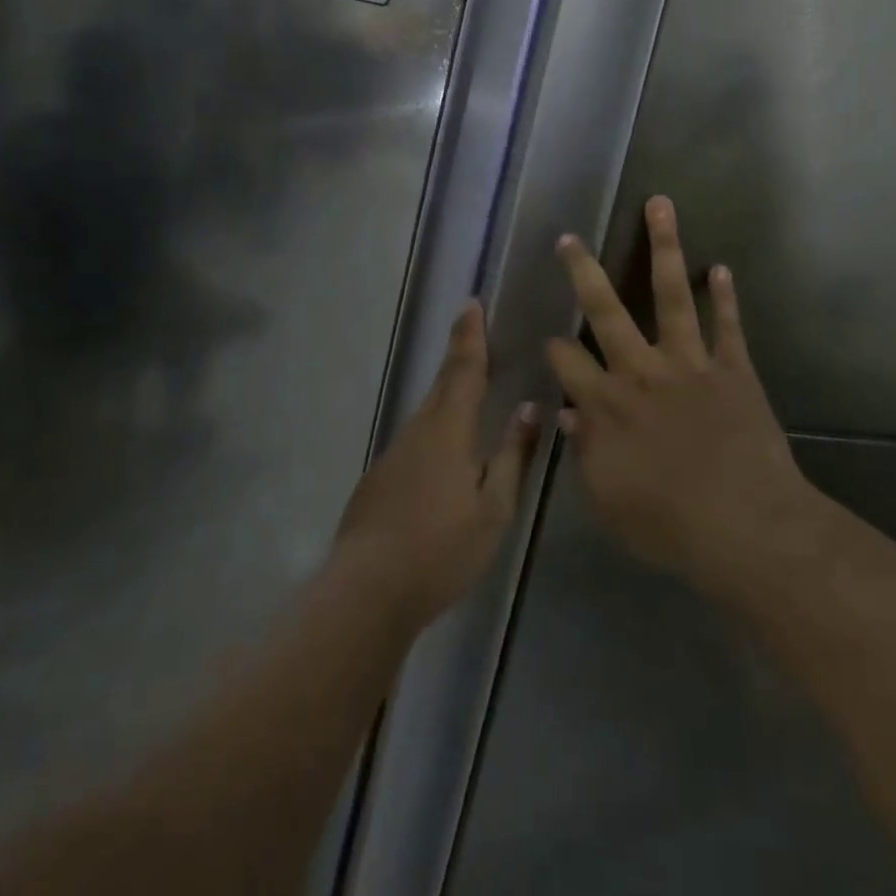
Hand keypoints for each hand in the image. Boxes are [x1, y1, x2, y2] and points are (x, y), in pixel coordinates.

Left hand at [333, 302, 538, 628]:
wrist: (365, 592)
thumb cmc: (441, 549)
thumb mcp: (494, 507)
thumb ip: (513, 455)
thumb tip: (530, 408)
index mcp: (449, 430)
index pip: (464, 370)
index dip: (470, 336)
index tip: (471, 303)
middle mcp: (418, 431)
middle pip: (442, 383)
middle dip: (458, 353)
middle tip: (471, 328)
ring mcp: (394, 454)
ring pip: (428, 411)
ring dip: (447, 390)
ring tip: (468, 383)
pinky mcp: (380, 478)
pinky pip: (415, 437)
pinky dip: (434, 425)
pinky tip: (443, 448)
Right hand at [546, 196, 820, 593]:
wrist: (746, 527)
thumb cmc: (670, 524)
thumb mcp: (610, 501)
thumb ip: (585, 453)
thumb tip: (568, 414)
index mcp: (608, 404)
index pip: (566, 362)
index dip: (552, 346)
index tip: (548, 338)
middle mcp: (642, 371)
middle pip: (606, 311)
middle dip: (584, 272)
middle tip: (570, 238)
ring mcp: (690, 363)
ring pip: (670, 295)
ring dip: (664, 247)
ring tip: (660, 205)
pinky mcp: (733, 368)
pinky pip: (727, 325)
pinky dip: (724, 296)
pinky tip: (720, 267)